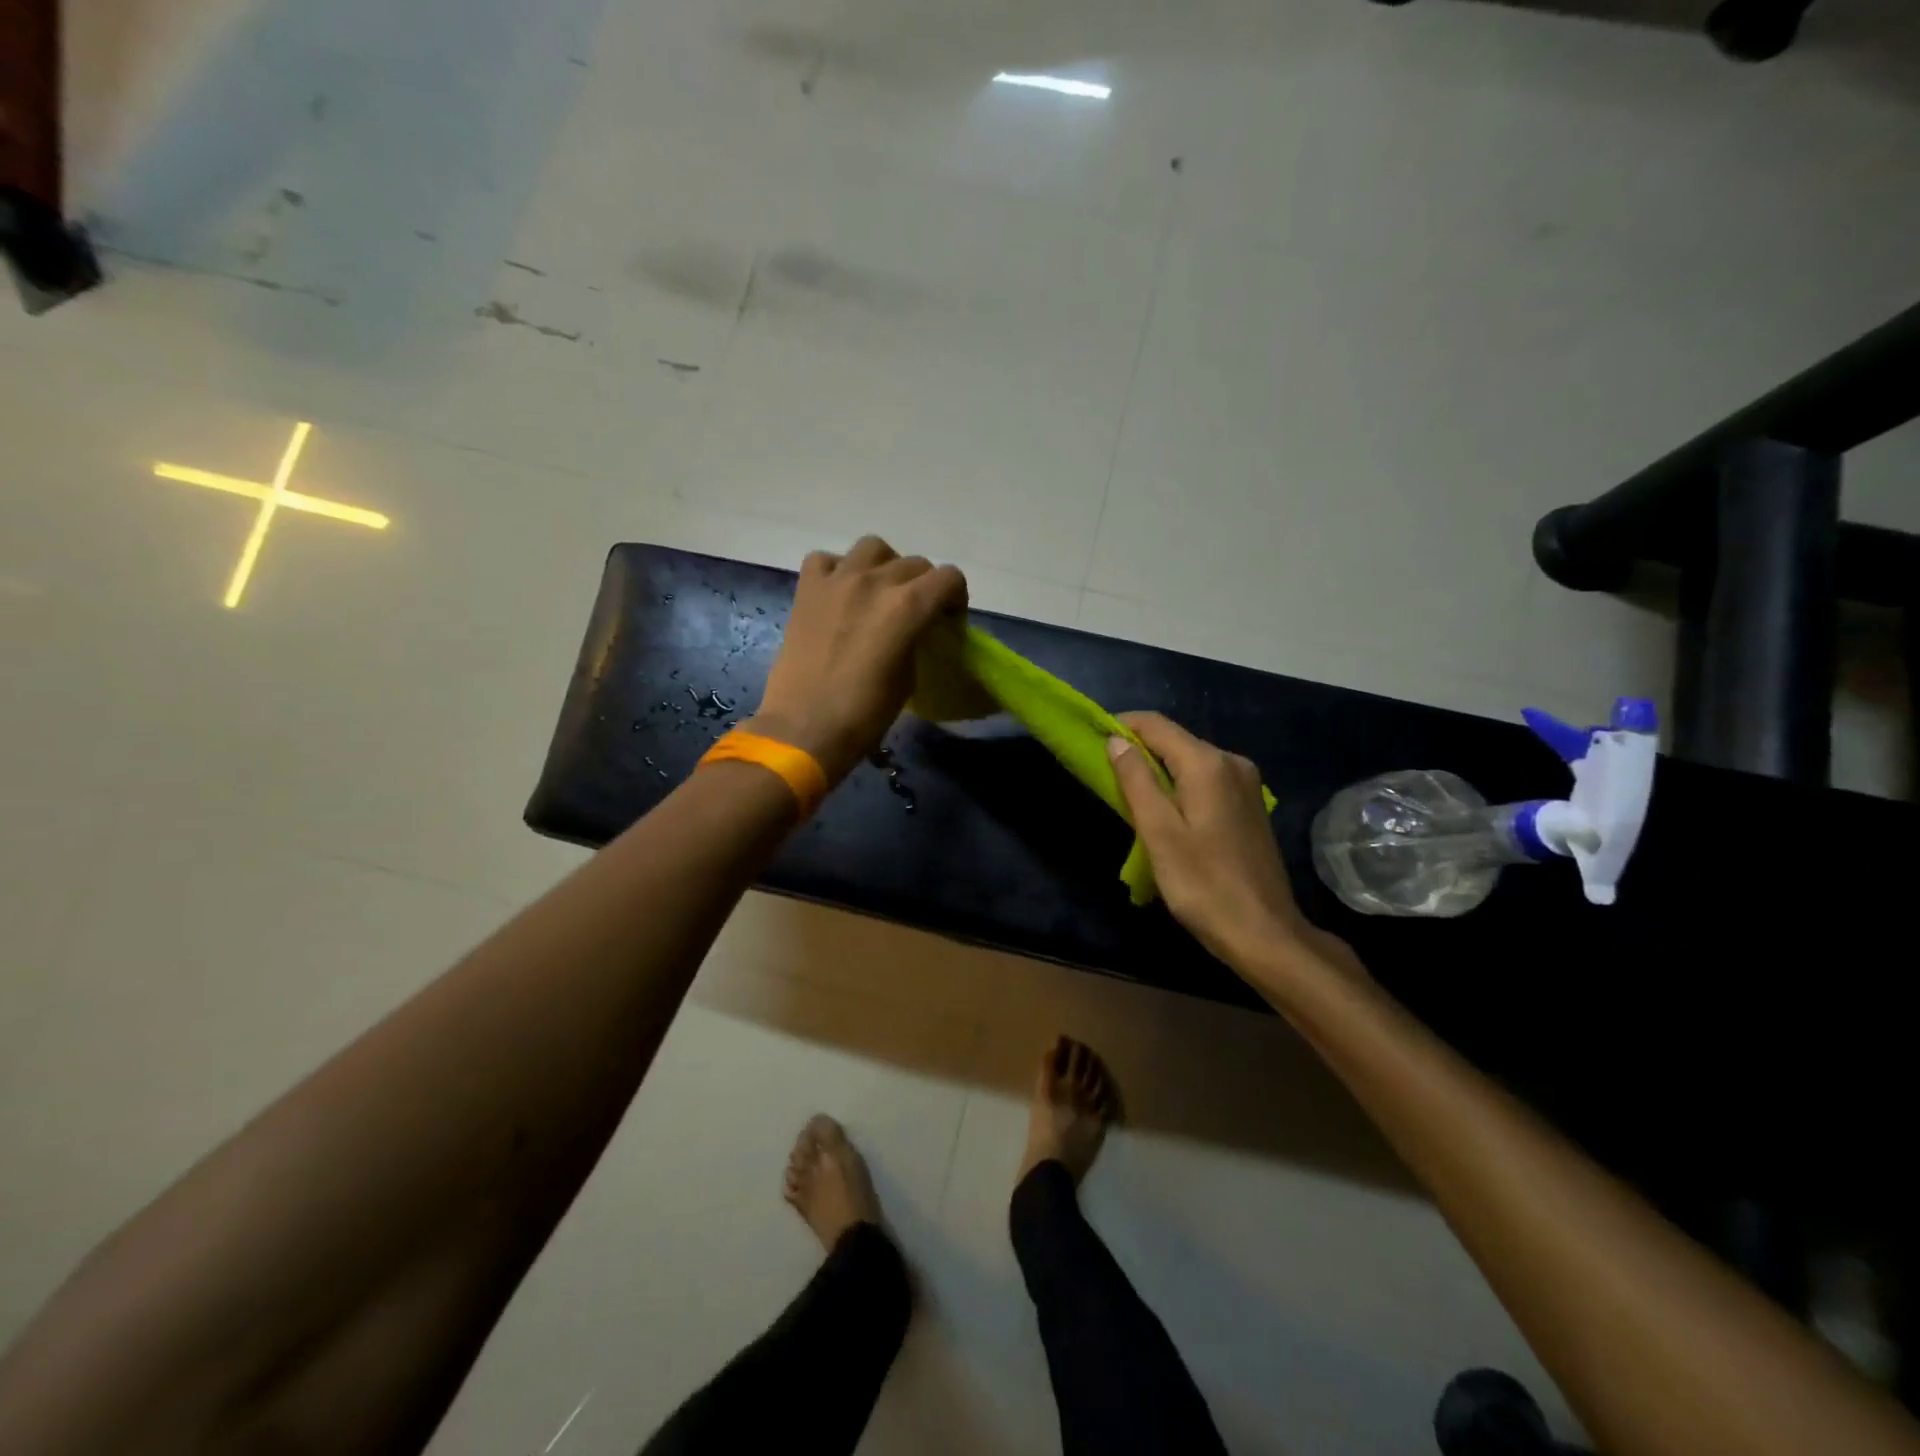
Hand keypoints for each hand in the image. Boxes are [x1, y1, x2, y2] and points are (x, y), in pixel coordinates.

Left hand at [752, 536, 966, 783]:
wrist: (804, 727)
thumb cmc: (864, 714)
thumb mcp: (908, 678)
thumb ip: (915, 640)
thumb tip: (911, 631)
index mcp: (908, 606)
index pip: (949, 578)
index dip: (955, 599)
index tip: (947, 622)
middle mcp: (875, 581)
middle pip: (915, 563)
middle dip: (924, 586)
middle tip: (916, 615)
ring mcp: (837, 580)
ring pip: (873, 548)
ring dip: (884, 566)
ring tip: (879, 593)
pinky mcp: (806, 589)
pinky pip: (826, 559)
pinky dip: (838, 570)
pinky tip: (840, 593)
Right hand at [1108, 712, 1358, 977]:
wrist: (1264, 932)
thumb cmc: (1203, 884)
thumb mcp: (1159, 832)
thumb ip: (1136, 780)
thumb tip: (1116, 740)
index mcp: (1208, 763)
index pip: (1155, 725)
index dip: (1120, 726)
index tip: (1091, 741)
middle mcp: (1232, 762)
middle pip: (1174, 741)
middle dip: (1137, 751)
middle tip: (1104, 775)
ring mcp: (1245, 784)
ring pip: (1189, 761)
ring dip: (1157, 771)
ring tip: (1129, 798)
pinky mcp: (1249, 805)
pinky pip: (1205, 780)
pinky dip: (1179, 786)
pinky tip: (1165, 814)